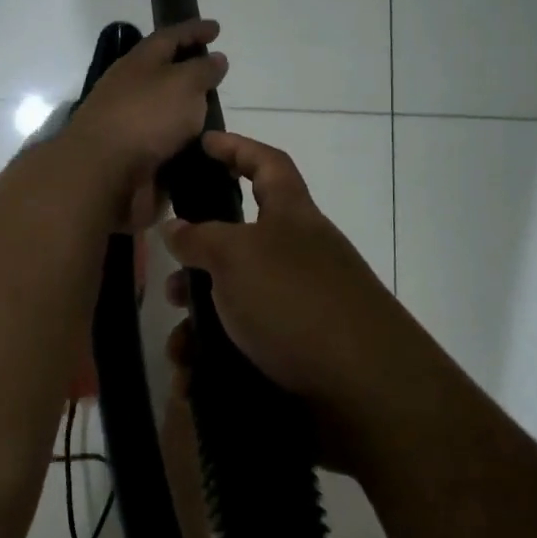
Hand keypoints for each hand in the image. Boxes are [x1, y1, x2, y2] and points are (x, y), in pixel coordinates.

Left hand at [62, 19, 227, 229]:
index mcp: (139, 62)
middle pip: (163, 73)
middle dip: (189, 71)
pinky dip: (181, 143)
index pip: (170, 37)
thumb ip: (202, 70)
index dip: (194, 30)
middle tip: (217, 74)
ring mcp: (128, 124)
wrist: (103, 174)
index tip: (216, 29)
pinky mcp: (132, 156)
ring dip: (187, 111)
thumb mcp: (183, 84)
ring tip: (217, 115)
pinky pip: (163, 143)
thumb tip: (215, 58)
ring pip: (163, 110)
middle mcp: (130, 89)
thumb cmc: (146, 117)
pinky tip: (202, 148)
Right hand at [161, 131, 434, 455]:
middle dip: (200, 261)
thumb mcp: (237, 257)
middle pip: (241, 242)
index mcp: (292, 218)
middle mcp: (298, 257)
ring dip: (201, 321)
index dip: (237, 148)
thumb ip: (200, 238)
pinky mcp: (297, 355)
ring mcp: (300, 307)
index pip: (267, 164)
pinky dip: (215, 360)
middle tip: (170, 281)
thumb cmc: (296, 303)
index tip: (203, 144)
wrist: (365, 393)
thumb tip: (175, 227)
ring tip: (179, 346)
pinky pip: (244, 348)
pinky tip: (193, 377)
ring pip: (235, 302)